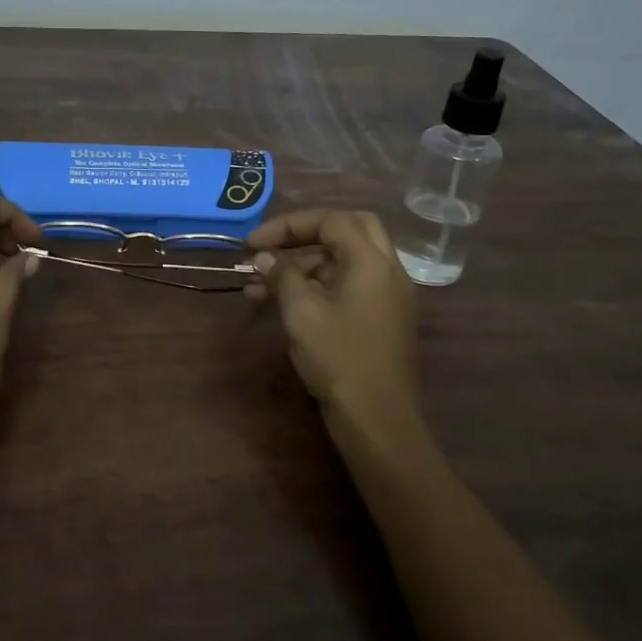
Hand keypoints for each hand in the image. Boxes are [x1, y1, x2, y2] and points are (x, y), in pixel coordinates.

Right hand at [245, 209, 420, 425]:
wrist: (377, 418)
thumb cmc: (339, 358)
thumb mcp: (301, 313)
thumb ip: (282, 276)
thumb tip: (265, 258)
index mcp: (371, 262)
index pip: (331, 221)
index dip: (289, 225)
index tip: (253, 243)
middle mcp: (387, 271)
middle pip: (348, 231)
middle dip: (306, 235)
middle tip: (273, 248)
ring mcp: (388, 295)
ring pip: (346, 261)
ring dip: (305, 265)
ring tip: (258, 287)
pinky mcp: (383, 318)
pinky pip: (350, 286)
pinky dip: (318, 285)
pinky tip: (283, 304)